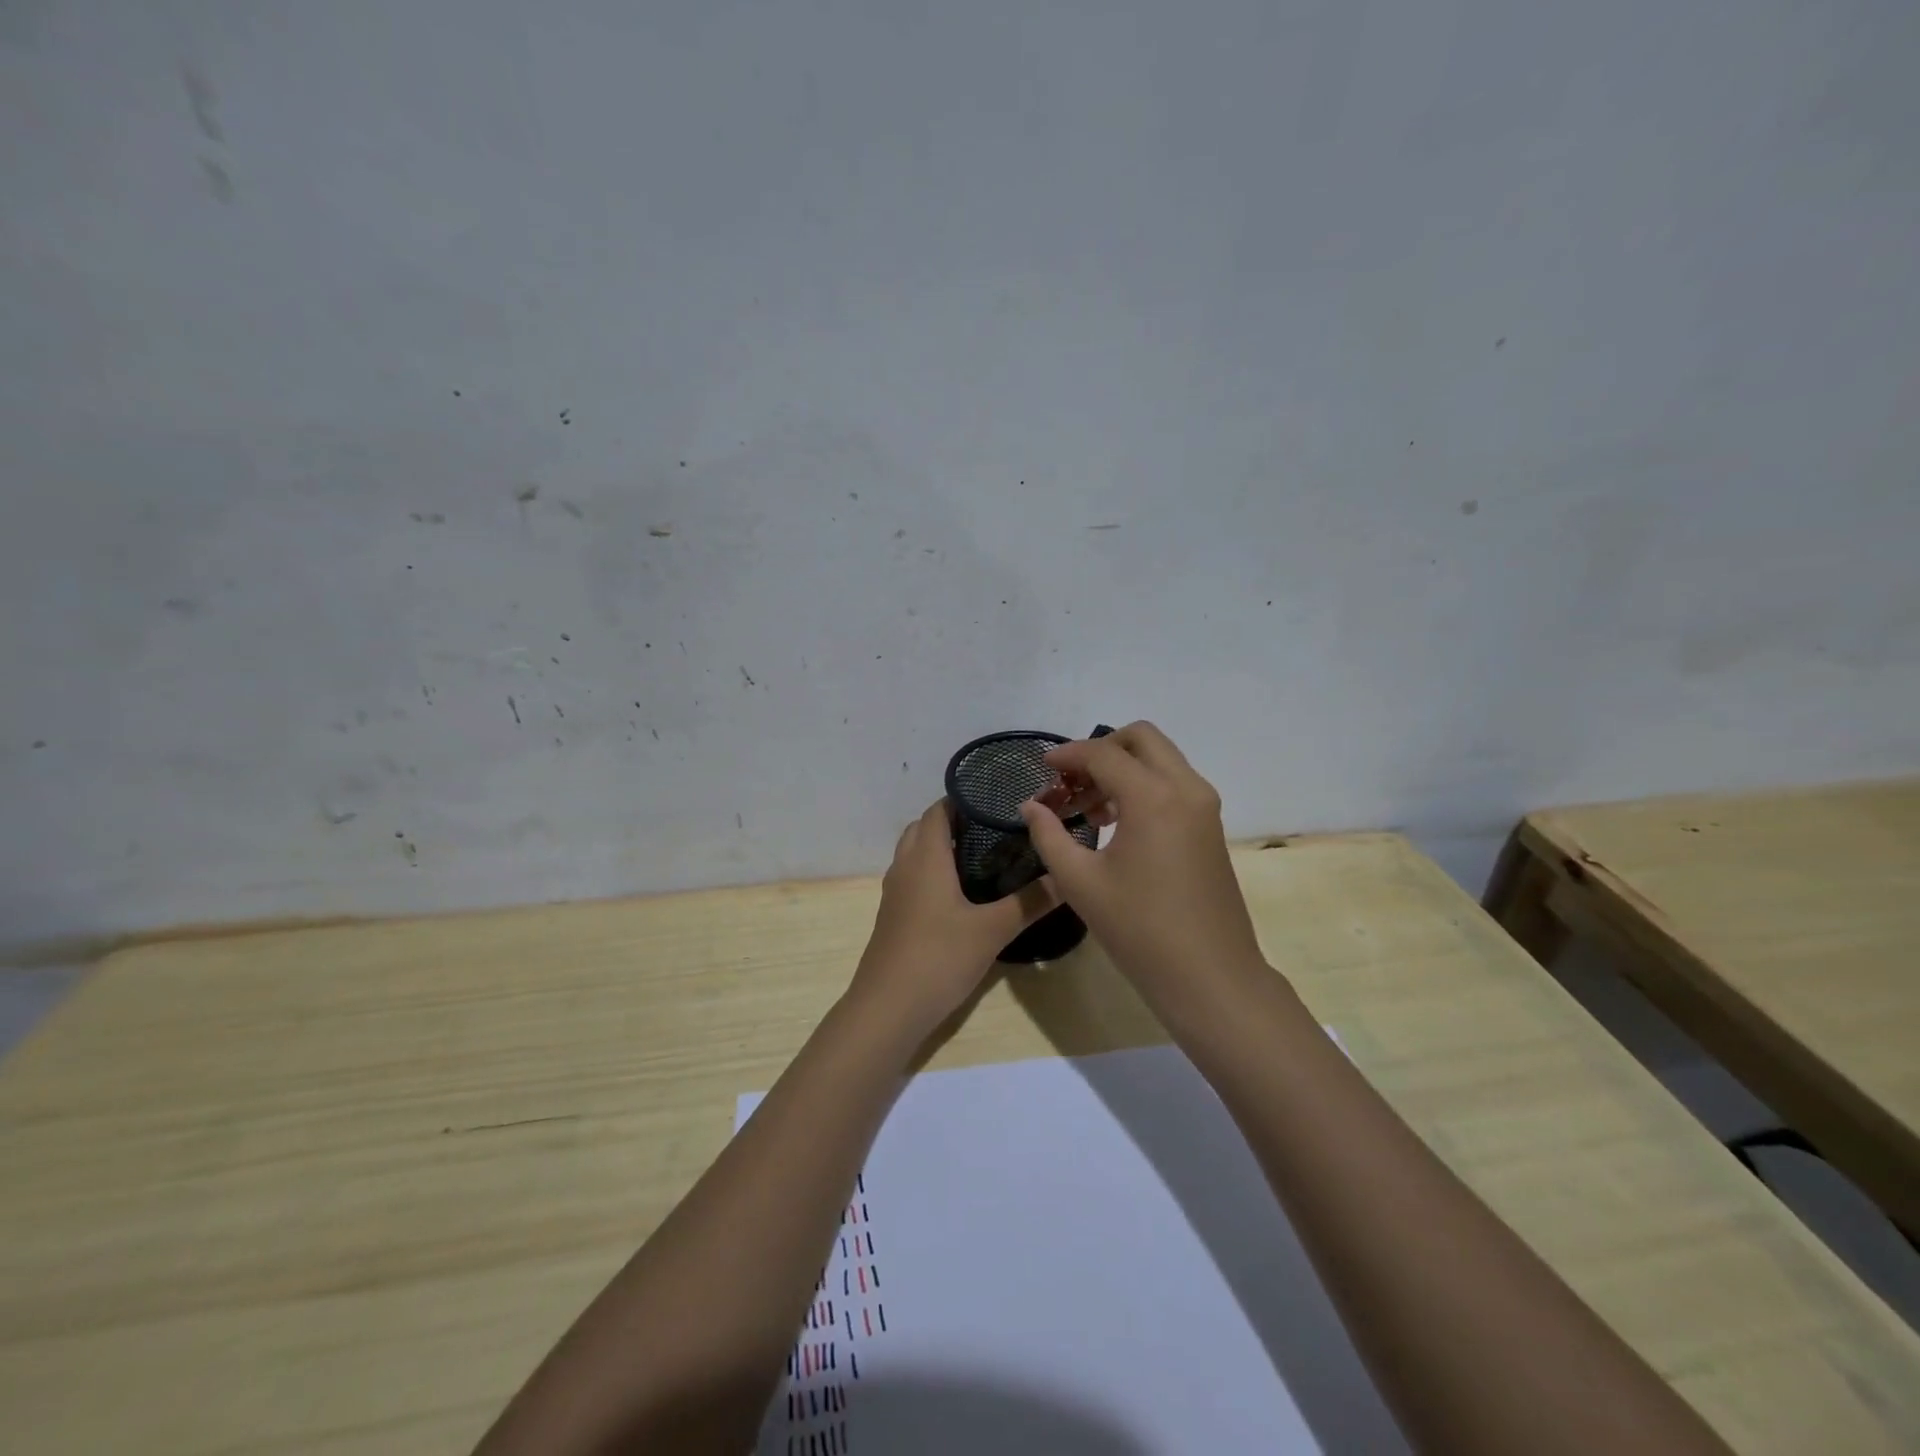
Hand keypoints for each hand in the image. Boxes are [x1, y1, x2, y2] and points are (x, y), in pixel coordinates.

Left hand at [850, 800, 1059, 1035]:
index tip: (997, 800)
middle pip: (924, 827)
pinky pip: (912, 876)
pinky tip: (960, 892)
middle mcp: (905, 866)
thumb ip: (1030, 902)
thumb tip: (1067, 877)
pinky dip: (932, 870)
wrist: (888, 1008)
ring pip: (915, 852)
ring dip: (941, 845)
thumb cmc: (939, 957)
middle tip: (995, 826)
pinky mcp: (894, 915)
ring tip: (982, 854)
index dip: (963, 799)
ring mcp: (895, 892)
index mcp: (926, 857)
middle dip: (954, 820)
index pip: (938, 810)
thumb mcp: (992, 930)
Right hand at [1018, 722, 1264, 991]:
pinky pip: (1173, 783)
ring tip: (1087, 808)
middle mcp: (1185, 788)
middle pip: (1141, 738)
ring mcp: (1204, 806)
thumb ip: (1049, 835)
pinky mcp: (1210, 825)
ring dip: (1122, 768)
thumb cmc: (1139, 930)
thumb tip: (1031, 806)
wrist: (1210, 976)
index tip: (1041, 767)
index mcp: (1153, 797)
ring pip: (1160, 759)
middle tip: (1070, 780)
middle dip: (1100, 749)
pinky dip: (1142, 785)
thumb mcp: (1080, 882)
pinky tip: (1116, 823)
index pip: (1103, 753)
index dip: (1067, 755)